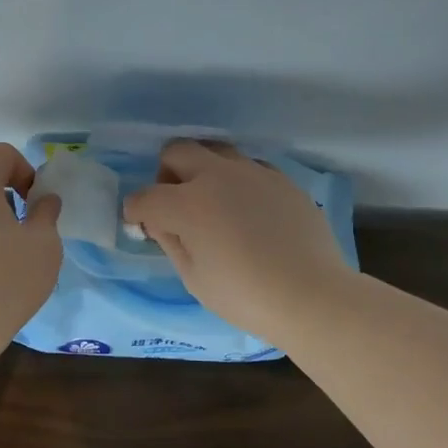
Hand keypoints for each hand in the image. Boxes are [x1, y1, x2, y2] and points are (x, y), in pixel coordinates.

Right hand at [122, 140, 349, 338]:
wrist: (312, 296)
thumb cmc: (245, 296)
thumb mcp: (194, 278)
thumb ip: (171, 241)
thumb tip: (160, 222)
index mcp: (188, 204)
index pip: (145, 197)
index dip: (136, 212)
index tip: (141, 225)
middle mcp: (217, 176)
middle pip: (177, 151)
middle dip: (166, 174)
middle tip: (174, 204)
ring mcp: (253, 173)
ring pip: (215, 151)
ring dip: (203, 170)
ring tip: (213, 203)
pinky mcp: (282, 180)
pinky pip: (249, 168)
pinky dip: (237, 182)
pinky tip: (248, 212)